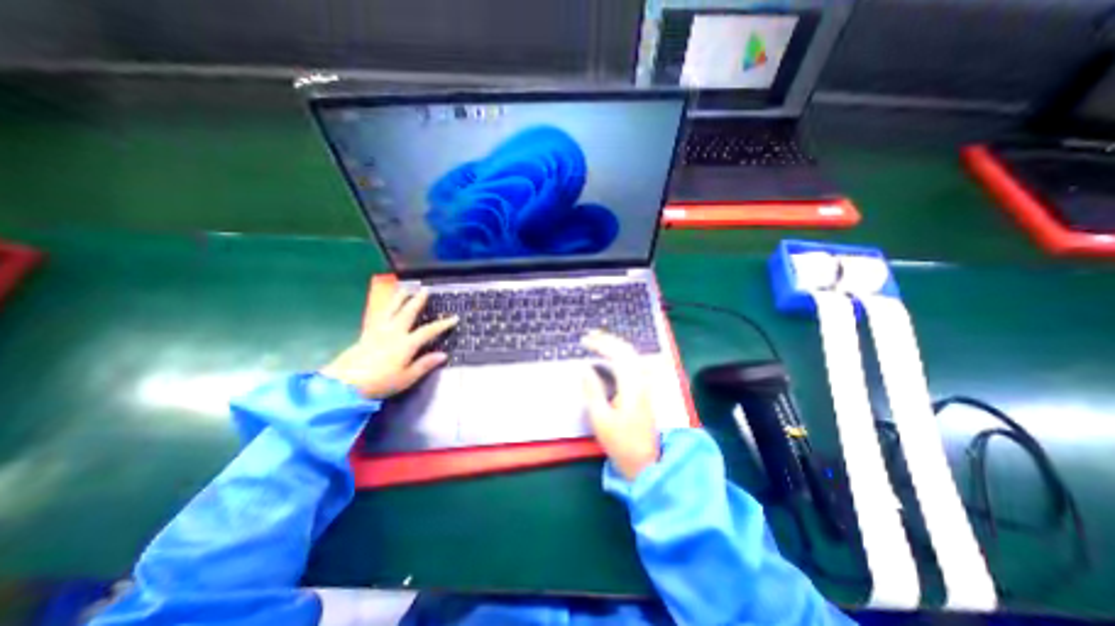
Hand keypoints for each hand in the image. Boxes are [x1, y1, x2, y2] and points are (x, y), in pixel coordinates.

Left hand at [320, 285, 458, 395]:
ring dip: (399, 298)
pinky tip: (386, 307)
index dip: (443, 324)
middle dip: (418, 301)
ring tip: (405, 289)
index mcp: (406, 344)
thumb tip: (443, 355)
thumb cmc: (380, 382)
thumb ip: (424, 364)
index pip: (429, 331)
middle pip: (408, 313)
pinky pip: (378, 315)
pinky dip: (385, 308)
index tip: (454, 318)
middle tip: (425, 290)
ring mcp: (378, 331)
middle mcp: (393, 333)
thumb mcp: (406, 378)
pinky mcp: (366, 334)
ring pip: (391, 310)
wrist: (344, 384)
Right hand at [580, 333, 655, 478]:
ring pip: (632, 356)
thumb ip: (592, 391)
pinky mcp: (643, 391)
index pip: (618, 355)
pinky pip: (633, 364)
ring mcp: (644, 386)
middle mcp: (641, 381)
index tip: (584, 341)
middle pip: (627, 351)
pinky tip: (611, 358)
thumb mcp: (600, 419)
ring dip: (615, 346)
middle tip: (589, 336)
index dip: (601, 344)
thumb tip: (585, 369)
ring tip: (598, 342)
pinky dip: (621, 355)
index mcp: (631, 386)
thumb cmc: (620, 442)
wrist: (645, 462)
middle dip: (608, 340)